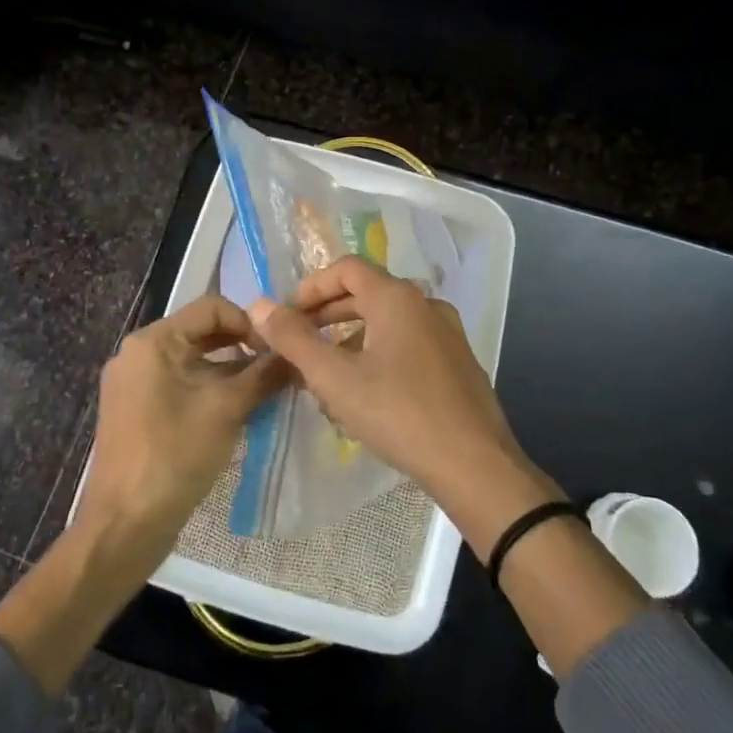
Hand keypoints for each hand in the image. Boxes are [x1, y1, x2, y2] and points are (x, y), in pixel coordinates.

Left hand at [79, 295, 289, 550]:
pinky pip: (179, 385)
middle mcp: (138, 354)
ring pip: (192, 362)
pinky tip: (238, 410)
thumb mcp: (227, 409)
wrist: (125, 523)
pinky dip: (209, 389)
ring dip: (229, 370)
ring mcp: (134, 384)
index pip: (211, 308)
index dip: (249, 322)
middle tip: (278, 367)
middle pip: (200, 333)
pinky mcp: (137, 411)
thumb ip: (264, 375)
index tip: (279, 348)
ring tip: (266, 390)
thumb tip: (296, 355)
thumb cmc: (175, 455)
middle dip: (242, 347)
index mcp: (152, 341)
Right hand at [245, 257, 560, 546]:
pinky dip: (379, 354)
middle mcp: (426, 305)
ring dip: (351, 339)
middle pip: (367, 293)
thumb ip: (294, 339)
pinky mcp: (458, 362)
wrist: (474, 464)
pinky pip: (408, 344)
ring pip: (387, 322)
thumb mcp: (335, 378)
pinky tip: (366, 395)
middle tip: (300, 343)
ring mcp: (447, 333)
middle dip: (328, 315)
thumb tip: (259, 306)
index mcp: (397, 298)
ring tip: (327, 376)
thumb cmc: (398, 413)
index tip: (288, 315)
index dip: (312, 287)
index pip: (347, 268)